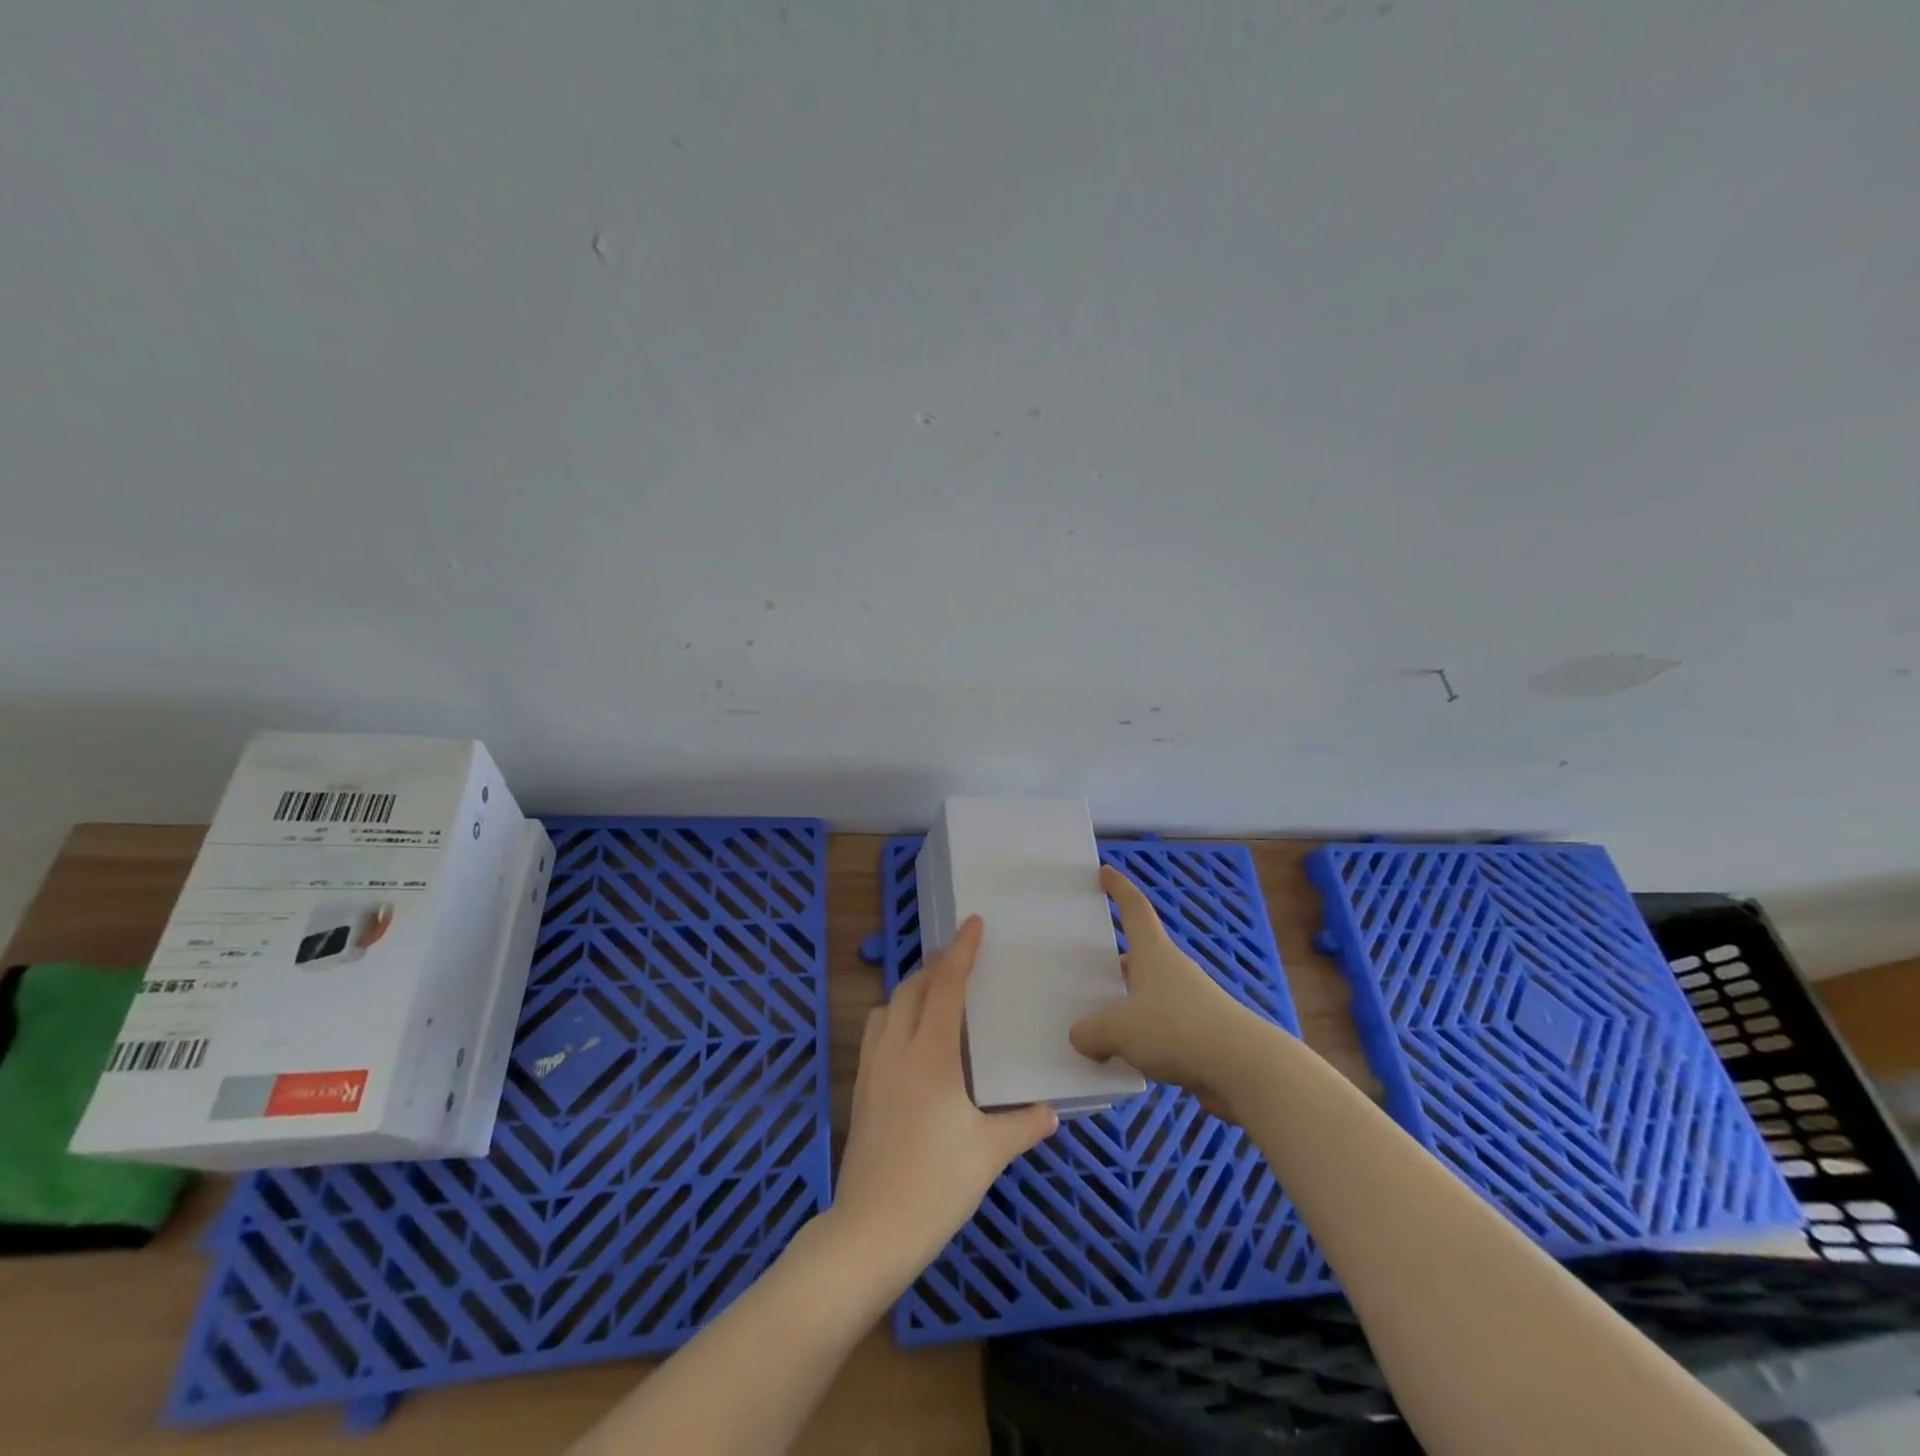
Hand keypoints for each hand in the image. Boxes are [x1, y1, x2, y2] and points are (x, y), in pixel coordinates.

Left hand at [832, 916, 1058, 1279]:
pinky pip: (875, 1034)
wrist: (869, 1232)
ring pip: (886, 1009)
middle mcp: (896, 1051)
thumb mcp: (988, 1155)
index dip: (960, 952)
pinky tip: (913, 1046)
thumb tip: (1050, 1111)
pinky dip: (895, 1020)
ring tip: (936, 1001)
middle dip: (934, 968)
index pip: (945, 988)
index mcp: (930, 1056)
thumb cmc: (935, 1186)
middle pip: (911, 989)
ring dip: (910, 993)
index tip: (973, 923)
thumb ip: (1022, 1126)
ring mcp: (871, 1069)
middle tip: (960, 964)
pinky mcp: (860, 1091)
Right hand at [1069, 866, 1271, 1120]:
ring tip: (1102, 1025)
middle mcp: (1174, 970)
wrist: (1244, 1067)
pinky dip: (1145, 1037)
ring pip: (1151, 995)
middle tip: (1090, 971)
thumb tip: (1083, 1037)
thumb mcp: (1118, 1030)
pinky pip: (1163, 1028)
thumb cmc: (1176, 1028)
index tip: (1105, 872)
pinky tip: (1130, 1059)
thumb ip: (1091, 1032)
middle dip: (1117, 962)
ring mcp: (1192, 1002)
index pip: (1135, 909)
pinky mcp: (1203, 1034)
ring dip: (1130, 1004)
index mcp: (1153, 953)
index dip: (1119, 888)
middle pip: (1141, 956)